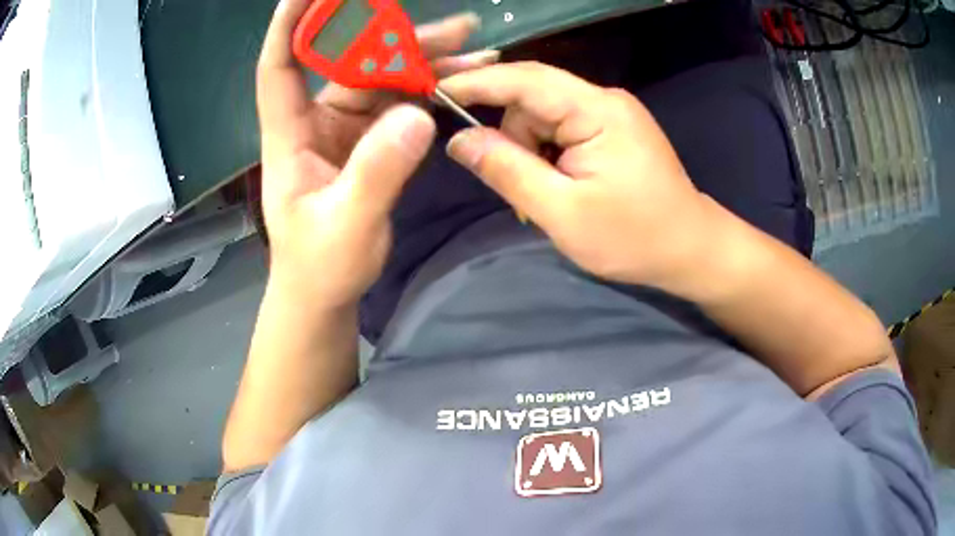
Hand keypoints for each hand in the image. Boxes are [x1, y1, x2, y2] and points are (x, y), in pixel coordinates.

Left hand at [256, 4, 496, 307]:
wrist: (325, 291)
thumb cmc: (320, 265)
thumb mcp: (347, 225)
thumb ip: (377, 173)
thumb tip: (417, 115)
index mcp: (291, 136)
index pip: (280, 68)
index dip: (289, 27)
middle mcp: (316, 121)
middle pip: (353, 64)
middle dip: (399, 41)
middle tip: (457, 29)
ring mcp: (344, 129)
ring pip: (384, 80)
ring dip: (428, 64)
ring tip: (476, 49)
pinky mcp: (369, 141)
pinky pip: (401, 104)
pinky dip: (431, 91)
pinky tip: (463, 83)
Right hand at [441, 62, 713, 291]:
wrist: (690, 249)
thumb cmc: (634, 237)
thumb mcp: (562, 212)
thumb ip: (507, 171)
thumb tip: (460, 140)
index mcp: (597, 110)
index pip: (524, 79)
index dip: (475, 82)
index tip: (432, 90)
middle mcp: (604, 99)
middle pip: (532, 98)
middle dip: (510, 137)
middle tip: (509, 187)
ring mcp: (610, 113)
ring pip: (544, 117)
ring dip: (529, 153)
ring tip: (541, 200)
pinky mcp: (612, 129)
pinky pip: (562, 129)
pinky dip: (547, 157)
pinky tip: (557, 188)